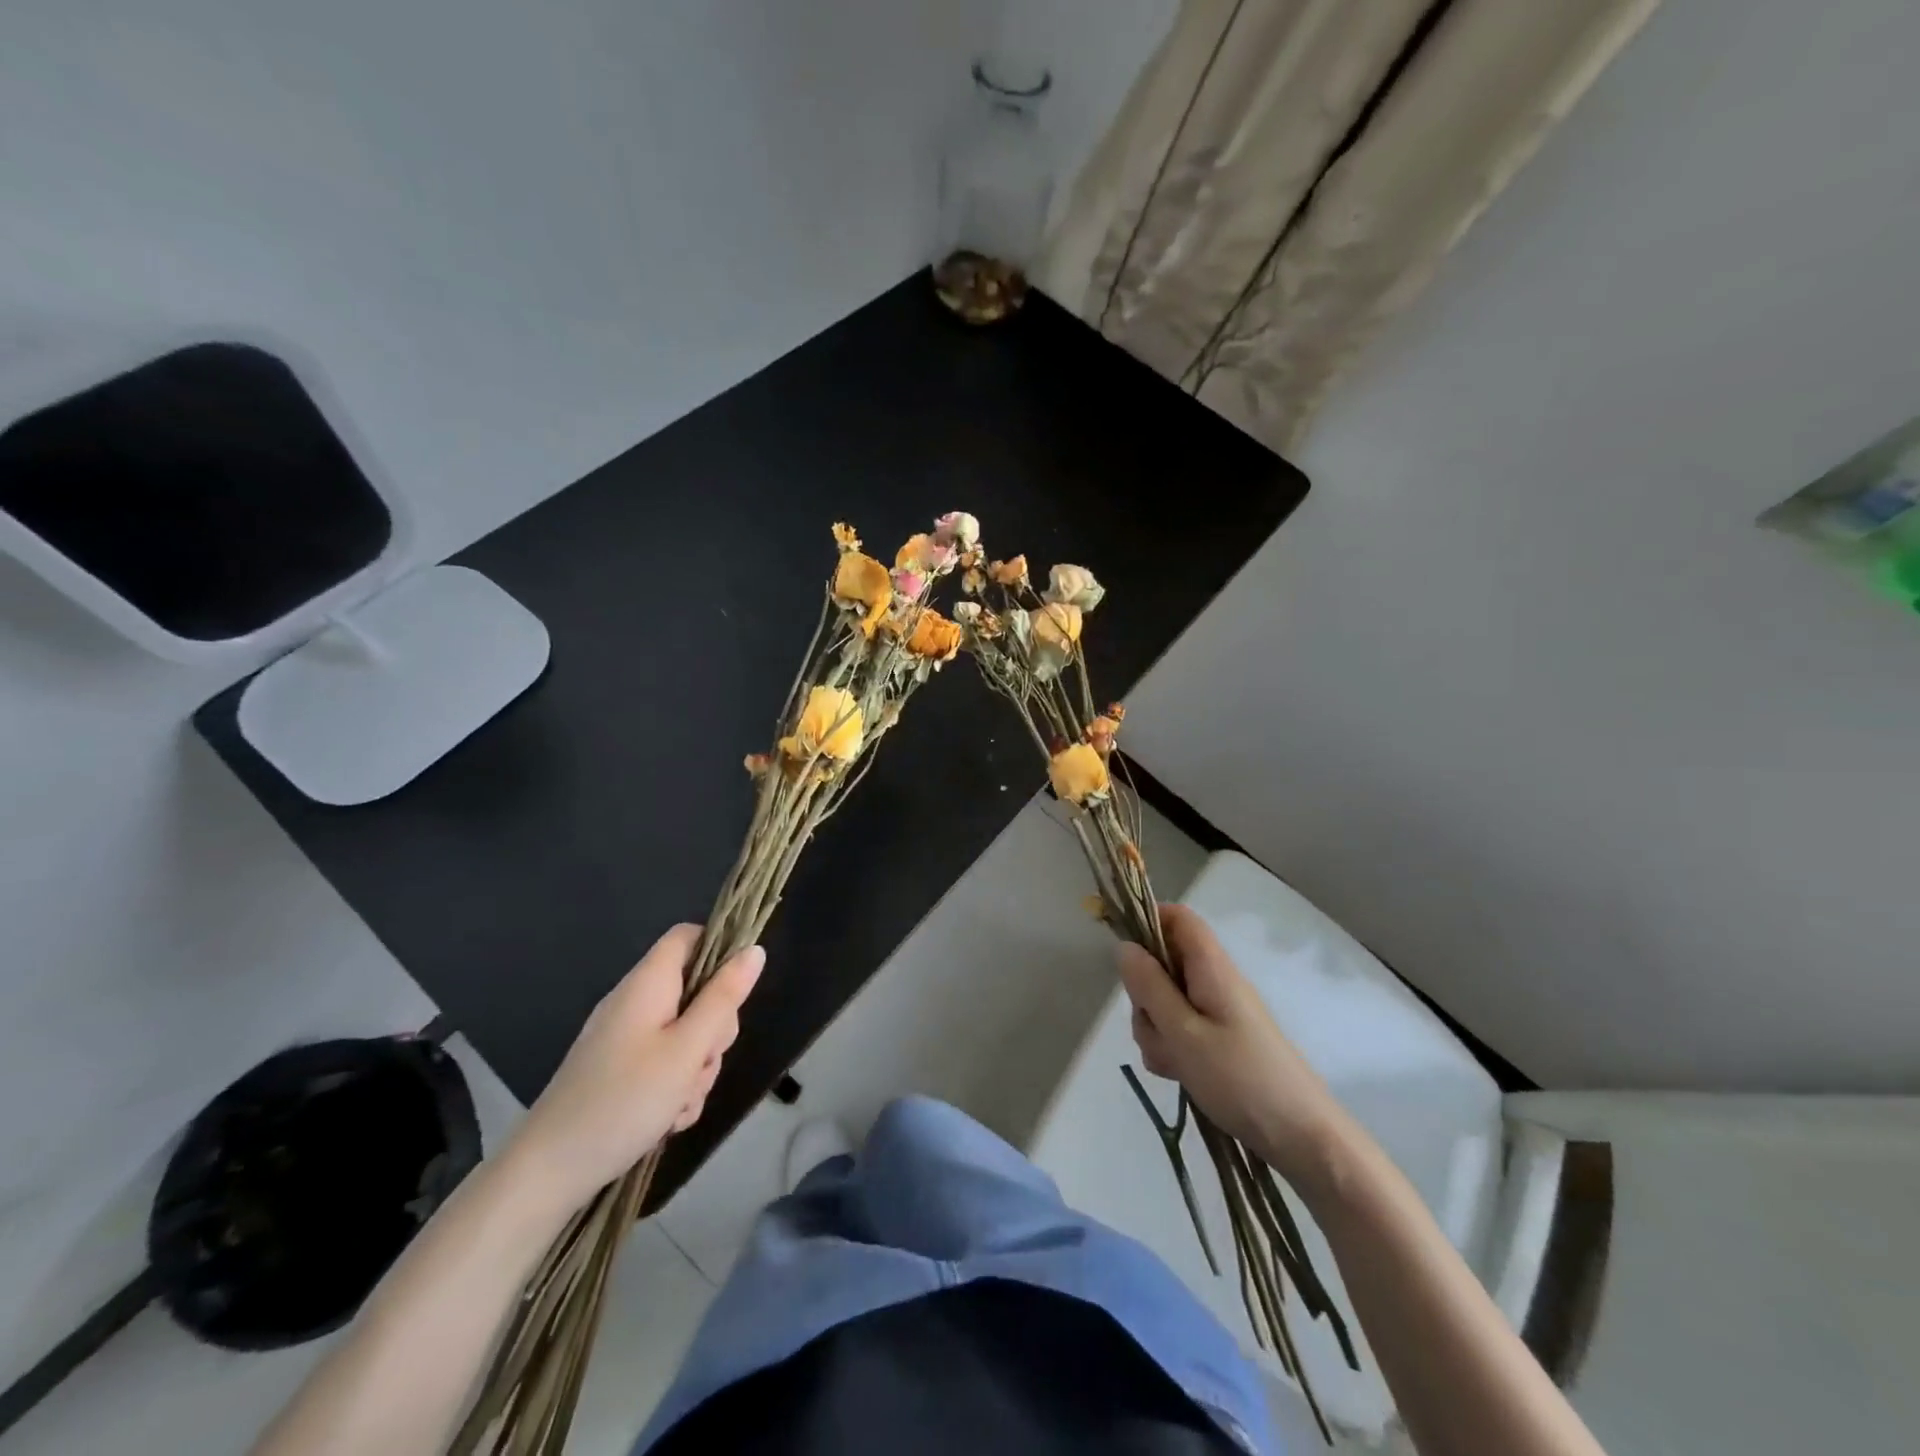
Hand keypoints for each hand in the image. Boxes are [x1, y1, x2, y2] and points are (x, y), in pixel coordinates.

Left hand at [508, 924, 762, 1210]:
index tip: (735, 992)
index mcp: (648, 983)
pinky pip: (666, 1063)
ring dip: (696, 1068)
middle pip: (697, 991)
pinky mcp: (621, 1070)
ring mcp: (626, 1038)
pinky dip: (675, 1088)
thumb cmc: (623, 1100)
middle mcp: (637, 1002)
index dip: (719, 951)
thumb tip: (754, 950)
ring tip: (678, 1103)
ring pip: (687, 1035)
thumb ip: (724, 998)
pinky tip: (667, 1119)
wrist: (548, 1172)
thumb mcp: (687, 1049)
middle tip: (701, 1062)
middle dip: (713, 1030)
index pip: (689, 936)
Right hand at [1117, 904, 1346, 1182]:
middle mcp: (1215, 982)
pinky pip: (1180, 1029)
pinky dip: (1171, 1047)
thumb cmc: (1241, 1079)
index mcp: (1212, 968)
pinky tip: (1179, 1074)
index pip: (1178, 918)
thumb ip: (1150, 987)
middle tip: (1154, 1028)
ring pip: (1166, 1001)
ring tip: (1172, 1061)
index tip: (1125, 956)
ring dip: (1156, 1027)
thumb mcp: (1183, 1033)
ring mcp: (1218, 1012)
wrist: (1302, 1138)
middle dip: (1145, 994)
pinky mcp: (1219, 1040)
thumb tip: (1124, 947)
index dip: (1148, 922)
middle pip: (1164, 964)